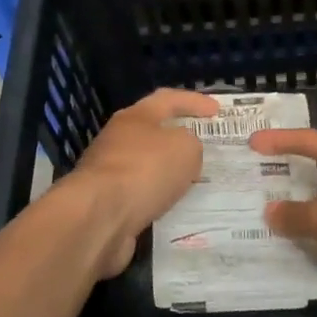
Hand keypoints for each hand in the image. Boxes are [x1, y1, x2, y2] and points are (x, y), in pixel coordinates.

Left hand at [62, 88, 219, 274]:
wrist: (99, 217)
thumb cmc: (145, 170)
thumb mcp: (185, 148)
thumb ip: (191, 143)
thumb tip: (182, 152)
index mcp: (135, 117)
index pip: (168, 99)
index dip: (194, 102)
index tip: (217, 110)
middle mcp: (118, 140)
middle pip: (153, 132)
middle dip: (179, 138)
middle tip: (206, 148)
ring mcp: (108, 172)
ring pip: (147, 167)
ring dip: (169, 173)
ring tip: (196, 183)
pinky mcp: (106, 203)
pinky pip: (141, 195)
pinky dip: (158, 198)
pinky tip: (175, 208)